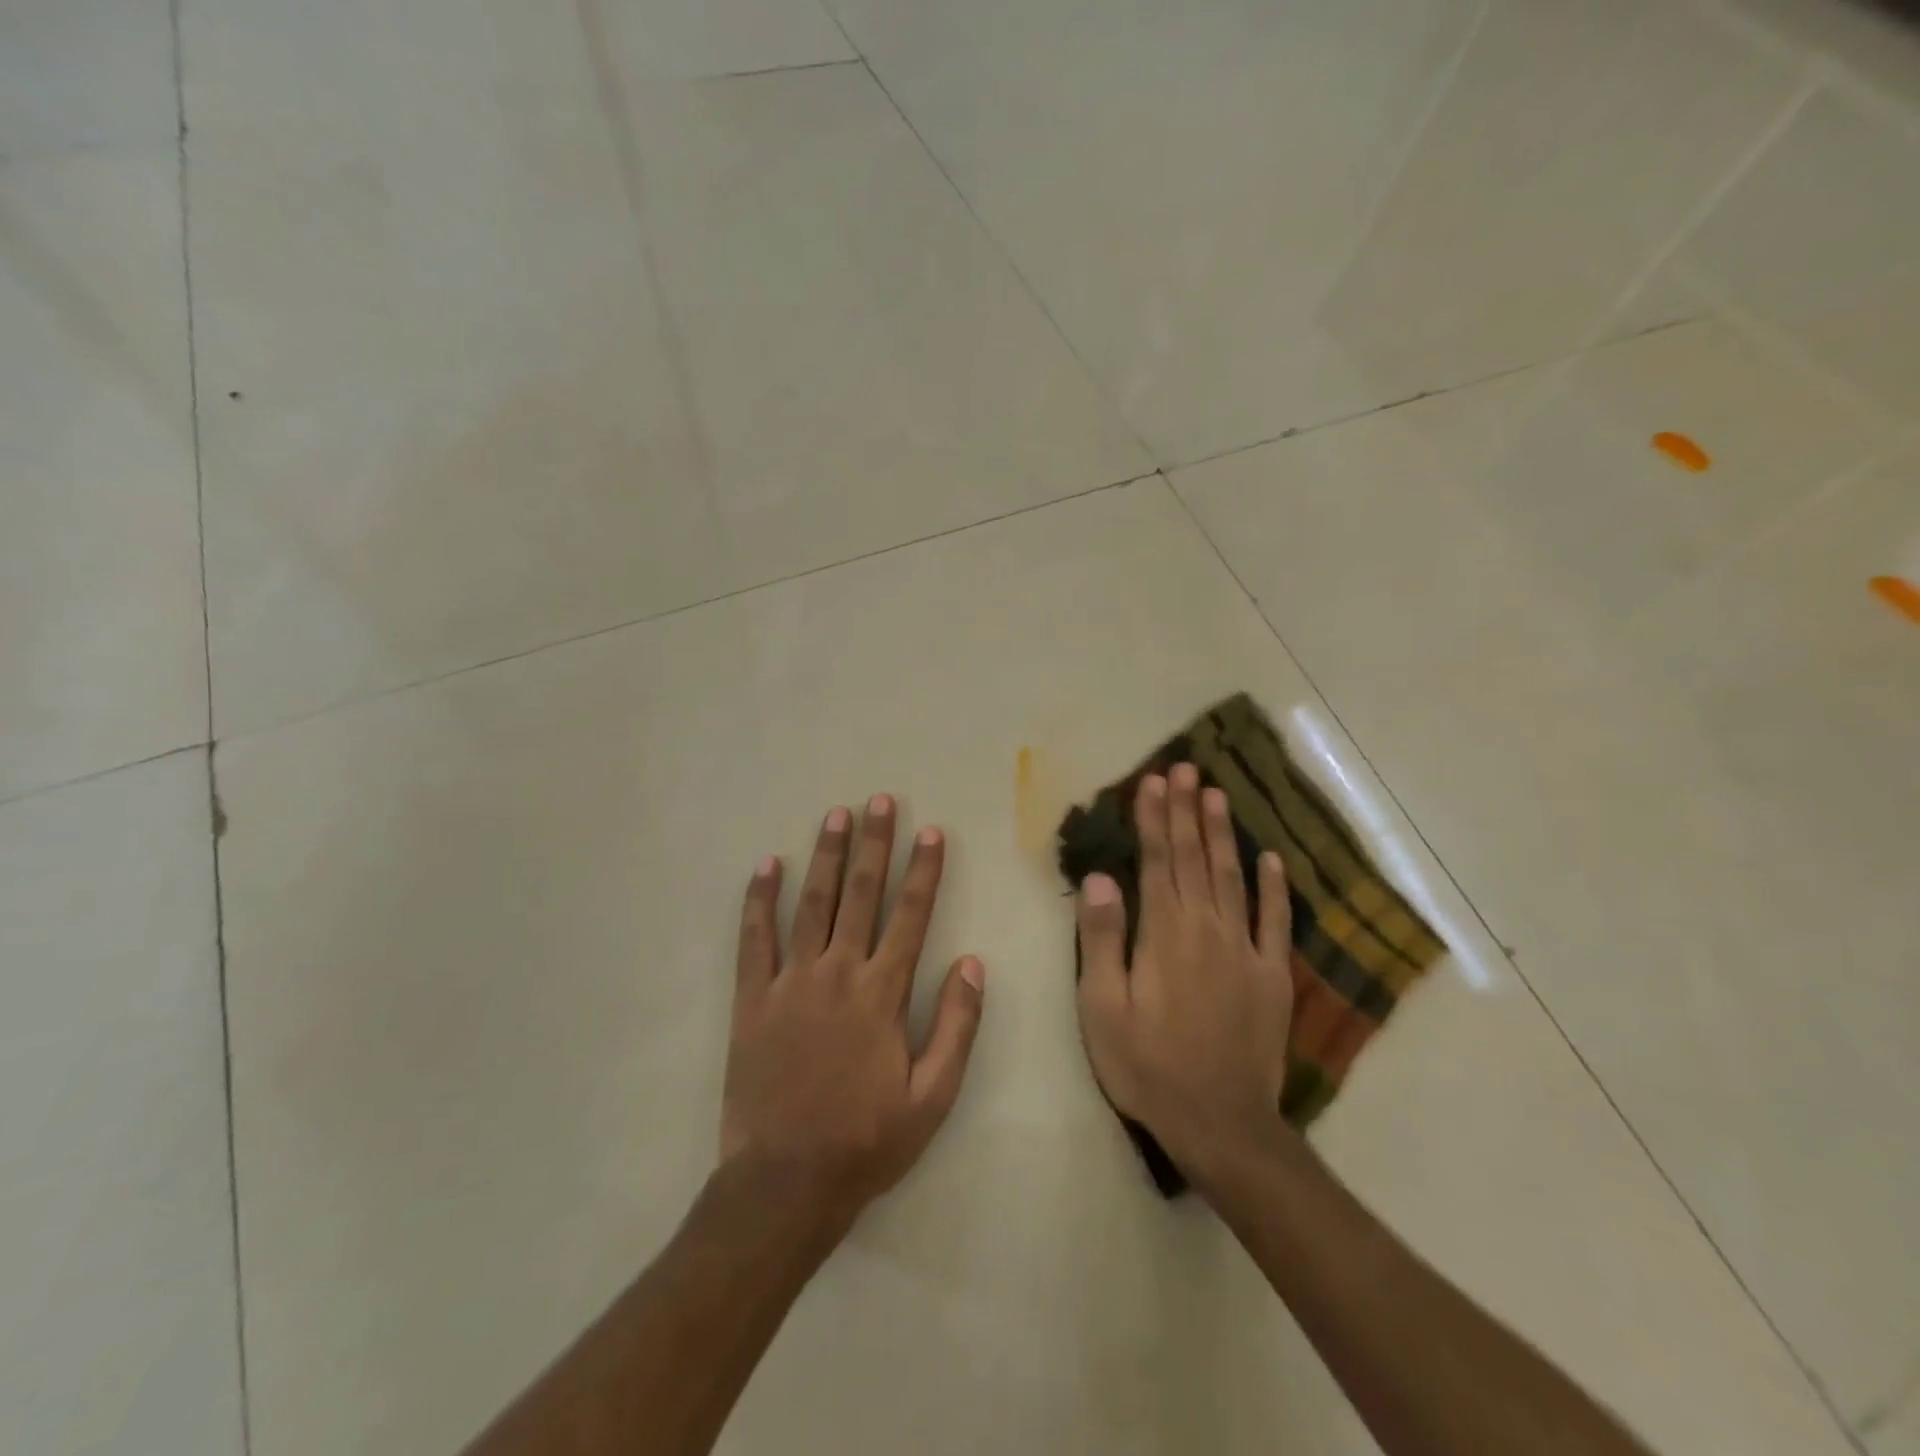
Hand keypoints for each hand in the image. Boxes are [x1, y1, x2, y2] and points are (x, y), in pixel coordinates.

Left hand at [722, 795, 985, 1232]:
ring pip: (811, 904)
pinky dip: (759, 900)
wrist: (785, 1183)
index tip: (931, 832)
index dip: (923, 871)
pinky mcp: (753, 999)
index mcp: (882, 993)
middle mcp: (838, 973)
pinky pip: (755, 939)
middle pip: (860, 894)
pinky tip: (766, 866)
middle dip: (873, 844)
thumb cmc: (866, 1140)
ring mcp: (791, 982)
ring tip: (835, 815)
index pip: (911, 916)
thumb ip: (956, 1026)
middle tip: (879, 801)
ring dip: (825, 856)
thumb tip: (974, 964)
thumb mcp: (932, 1096)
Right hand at [1074, 764, 1293, 1185]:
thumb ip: (1102, 938)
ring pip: (1233, 878)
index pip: (1158, 861)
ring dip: (1224, 834)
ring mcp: (1246, 951)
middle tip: (1184, 769)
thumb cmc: (1148, 1066)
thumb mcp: (1103, 1007)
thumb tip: (1100, 878)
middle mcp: (1207, 929)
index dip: (1154, 818)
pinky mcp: (1273, 977)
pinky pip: (1275, 922)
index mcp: (1164, 933)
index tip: (1153, 781)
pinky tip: (1273, 860)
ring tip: (1217, 794)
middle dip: (1186, 811)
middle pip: (1196, 858)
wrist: (1221, 1124)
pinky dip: (1275, 888)